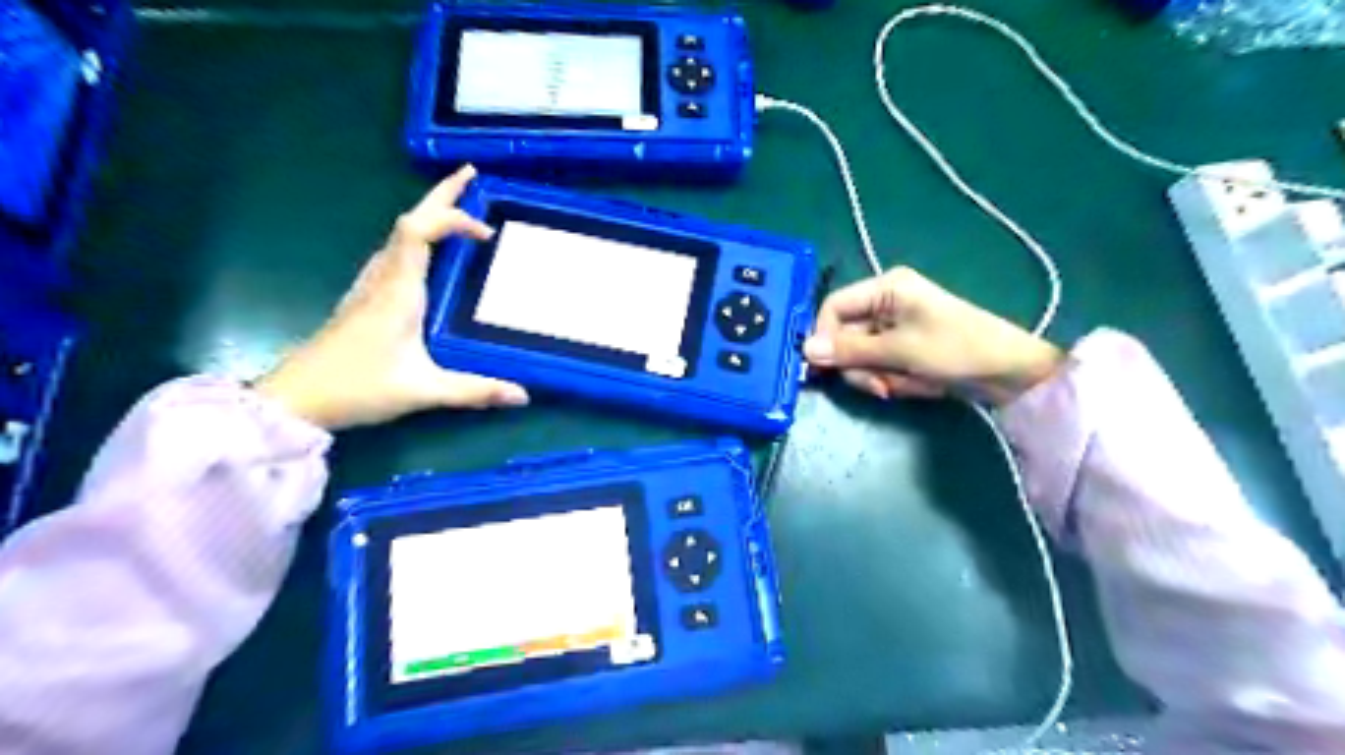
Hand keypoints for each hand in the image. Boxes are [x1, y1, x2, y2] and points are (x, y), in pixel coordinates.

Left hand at [254, 169, 527, 432]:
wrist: (295, 400)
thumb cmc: (357, 388)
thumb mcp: (422, 391)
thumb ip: (474, 391)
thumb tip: (523, 396)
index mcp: (397, 291)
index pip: (419, 231)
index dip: (453, 219)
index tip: (486, 233)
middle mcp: (382, 279)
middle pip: (408, 221)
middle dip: (441, 196)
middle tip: (470, 175)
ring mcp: (369, 287)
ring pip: (398, 235)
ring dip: (428, 214)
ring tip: (456, 208)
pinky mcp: (364, 299)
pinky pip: (394, 253)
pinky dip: (417, 238)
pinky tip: (427, 253)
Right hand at [802, 264, 1066, 406]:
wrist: (1011, 374)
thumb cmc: (956, 349)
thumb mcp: (899, 349)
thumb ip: (850, 350)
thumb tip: (805, 350)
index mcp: (886, 289)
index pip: (833, 307)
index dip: (824, 336)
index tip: (825, 366)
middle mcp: (885, 304)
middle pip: (845, 336)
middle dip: (859, 365)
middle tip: (879, 386)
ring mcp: (895, 329)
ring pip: (860, 357)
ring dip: (877, 377)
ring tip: (903, 386)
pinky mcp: (905, 350)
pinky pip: (880, 367)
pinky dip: (893, 380)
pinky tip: (917, 385)